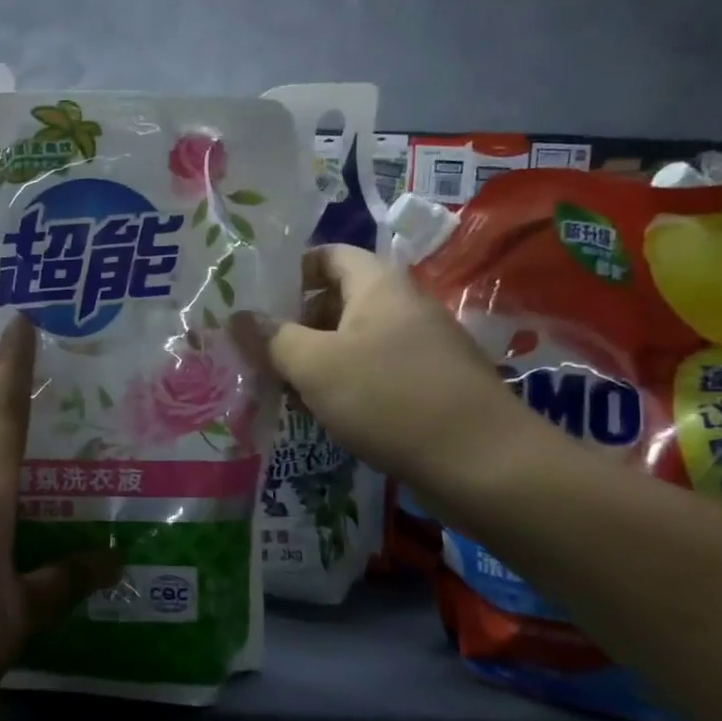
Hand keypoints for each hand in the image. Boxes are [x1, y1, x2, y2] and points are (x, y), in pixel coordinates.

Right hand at [235, 244, 529, 494]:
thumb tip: (238, 317)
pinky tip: (319, 413)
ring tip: (278, 387)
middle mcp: (402, 307)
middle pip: (336, 300)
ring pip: (351, 341)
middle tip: (256, 352)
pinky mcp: (427, 385)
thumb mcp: (315, 365)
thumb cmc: (389, 399)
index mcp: (379, 285)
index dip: (289, 271)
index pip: (328, 255)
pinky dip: (341, 385)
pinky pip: (372, 372)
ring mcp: (419, 347)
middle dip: (293, 324)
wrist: (483, 465)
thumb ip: (272, 338)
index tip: (254, 300)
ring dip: (313, 360)